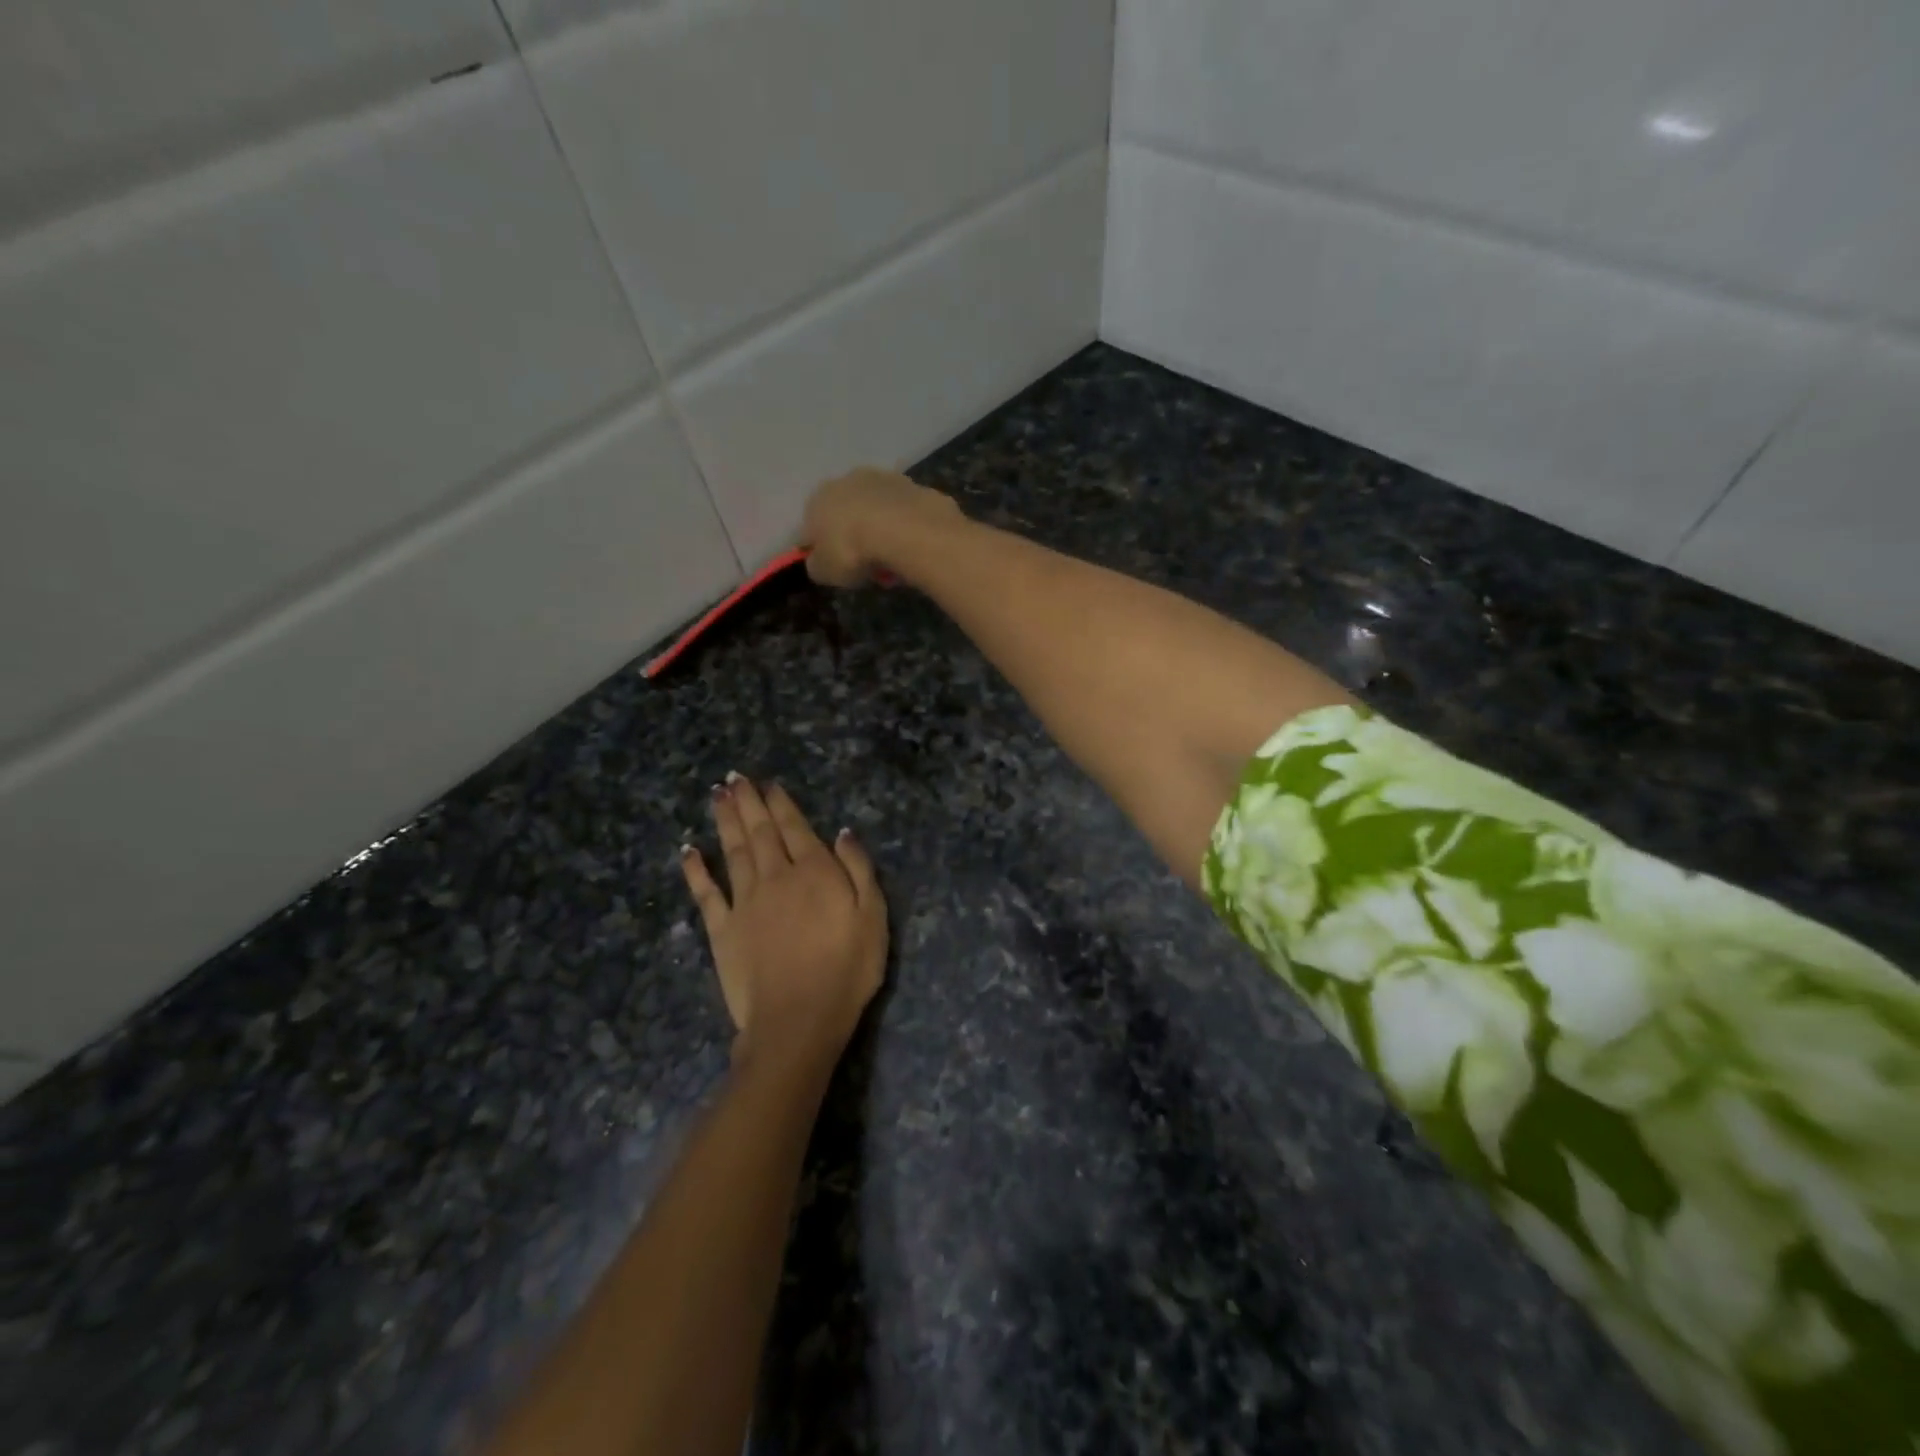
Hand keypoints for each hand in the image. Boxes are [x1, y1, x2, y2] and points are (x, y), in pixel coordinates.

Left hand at [681, 775, 886, 1071]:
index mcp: (814, 872)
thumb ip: (859, 870)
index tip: (768, 783)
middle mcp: (776, 877)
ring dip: (724, 821)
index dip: (781, 804)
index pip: (795, 828)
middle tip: (734, 777)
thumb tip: (842, 832)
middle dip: (748, 802)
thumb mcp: (873, 917)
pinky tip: (688, 850)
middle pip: (760, 832)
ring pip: (733, 851)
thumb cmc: (846, 970)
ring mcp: (745, 902)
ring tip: (717, 795)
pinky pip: (706, 893)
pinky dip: (695, 869)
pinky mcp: (722, 930)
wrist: (798, 1019)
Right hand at [800, 467, 960, 586]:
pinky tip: (911, 548)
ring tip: (893, 560)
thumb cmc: (853, 551)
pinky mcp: (912, 485)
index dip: (823, 550)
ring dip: (881, 532)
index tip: (837, 568)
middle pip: (846, 515)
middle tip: (866, 565)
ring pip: (876, 511)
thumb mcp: (824, 572)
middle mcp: (846, 481)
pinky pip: (903, 514)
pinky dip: (905, 528)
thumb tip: (818, 562)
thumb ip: (817, 565)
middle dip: (854, 537)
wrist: (904, 529)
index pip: (812, 527)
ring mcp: (882, 479)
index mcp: (818, 500)